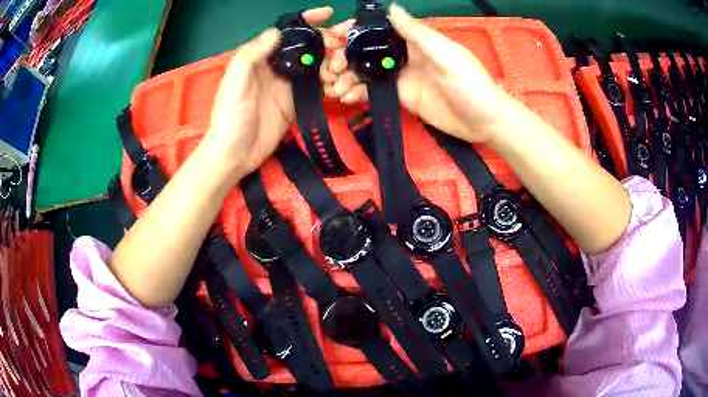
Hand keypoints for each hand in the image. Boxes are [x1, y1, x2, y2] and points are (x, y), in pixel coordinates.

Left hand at [201, 7, 334, 181]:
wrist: (235, 152)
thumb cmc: (230, 114)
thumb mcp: (236, 78)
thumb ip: (255, 52)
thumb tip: (279, 30)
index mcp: (263, 56)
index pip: (289, 32)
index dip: (308, 21)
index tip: (329, 13)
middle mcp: (280, 66)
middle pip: (310, 47)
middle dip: (329, 43)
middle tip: (342, 50)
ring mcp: (291, 85)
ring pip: (320, 66)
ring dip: (335, 65)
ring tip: (341, 72)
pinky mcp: (299, 102)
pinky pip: (321, 88)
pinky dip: (334, 85)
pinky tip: (341, 87)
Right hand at [323, 4, 506, 143]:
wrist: (484, 122)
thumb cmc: (471, 84)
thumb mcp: (446, 56)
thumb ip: (418, 34)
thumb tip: (392, 8)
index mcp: (416, 40)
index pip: (379, 29)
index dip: (354, 30)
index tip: (333, 37)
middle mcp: (404, 55)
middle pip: (367, 50)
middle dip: (345, 57)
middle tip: (330, 69)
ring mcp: (401, 77)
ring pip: (366, 71)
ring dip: (347, 77)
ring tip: (334, 88)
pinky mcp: (401, 96)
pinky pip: (374, 91)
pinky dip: (358, 93)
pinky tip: (346, 98)